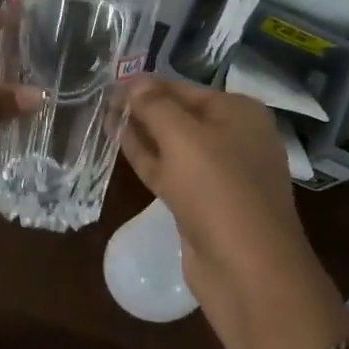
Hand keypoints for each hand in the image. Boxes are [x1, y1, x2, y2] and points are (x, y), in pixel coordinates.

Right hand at [120, 78, 341, 348]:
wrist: (246, 267)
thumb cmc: (219, 189)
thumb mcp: (183, 137)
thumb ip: (155, 106)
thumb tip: (133, 81)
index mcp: (240, 113)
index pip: (186, 88)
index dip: (148, 84)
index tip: (110, 81)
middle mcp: (235, 138)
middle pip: (180, 115)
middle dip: (143, 108)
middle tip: (102, 99)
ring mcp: (220, 174)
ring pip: (173, 145)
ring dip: (141, 133)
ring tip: (103, 118)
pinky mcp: (203, 203)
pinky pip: (171, 172)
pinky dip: (147, 159)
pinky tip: (120, 146)